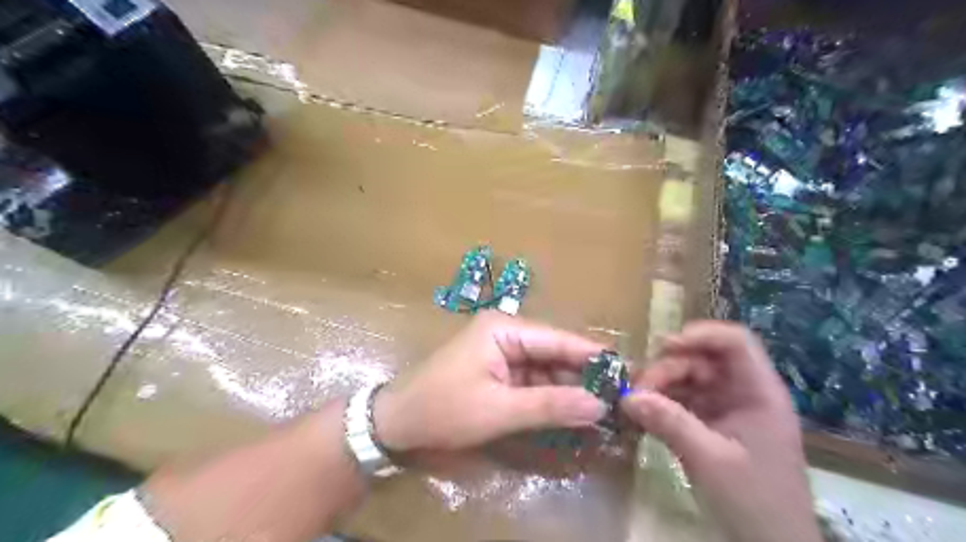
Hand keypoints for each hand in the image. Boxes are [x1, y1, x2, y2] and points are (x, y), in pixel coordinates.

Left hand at [374, 312, 604, 450]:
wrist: (396, 424)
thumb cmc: (444, 409)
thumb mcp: (499, 410)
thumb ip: (551, 406)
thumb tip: (600, 405)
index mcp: (505, 329)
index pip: (559, 339)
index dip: (593, 356)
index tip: (629, 371)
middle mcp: (507, 334)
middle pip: (555, 354)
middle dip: (584, 377)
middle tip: (622, 399)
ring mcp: (502, 354)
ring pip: (546, 370)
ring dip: (570, 390)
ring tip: (607, 410)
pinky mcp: (498, 374)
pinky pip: (533, 383)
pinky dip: (552, 399)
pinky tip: (575, 414)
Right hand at [623, 322, 816, 540]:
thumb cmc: (755, 501)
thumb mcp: (710, 459)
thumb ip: (669, 422)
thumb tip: (627, 396)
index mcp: (759, 391)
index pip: (735, 342)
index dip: (700, 335)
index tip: (663, 347)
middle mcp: (742, 392)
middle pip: (702, 359)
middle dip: (668, 368)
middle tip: (638, 390)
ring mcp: (726, 408)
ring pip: (687, 379)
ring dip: (660, 386)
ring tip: (635, 404)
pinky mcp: (711, 425)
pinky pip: (682, 401)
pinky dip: (661, 404)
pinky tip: (642, 415)